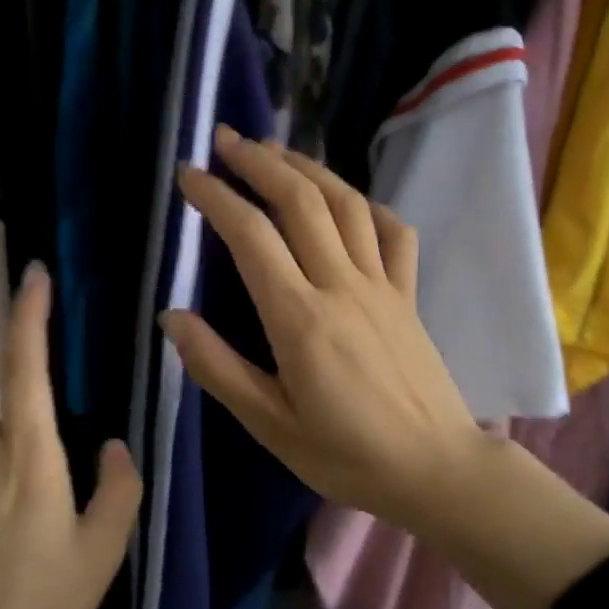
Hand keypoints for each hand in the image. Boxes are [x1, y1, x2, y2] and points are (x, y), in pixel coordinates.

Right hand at [165, 129, 608, 608]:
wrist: (436, 469)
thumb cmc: (346, 456)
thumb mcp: (270, 425)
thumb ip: (218, 368)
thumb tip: (172, 317)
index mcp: (301, 319)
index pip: (252, 237)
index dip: (216, 198)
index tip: (187, 176)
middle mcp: (342, 286)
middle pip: (300, 201)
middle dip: (259, 162)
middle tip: (226, 139)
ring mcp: (383, 286)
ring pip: (346, 205)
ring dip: (308, 168)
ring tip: (275, 151)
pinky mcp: (409, 296)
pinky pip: (393, 233)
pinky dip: (368, 206)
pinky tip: (348, 201)